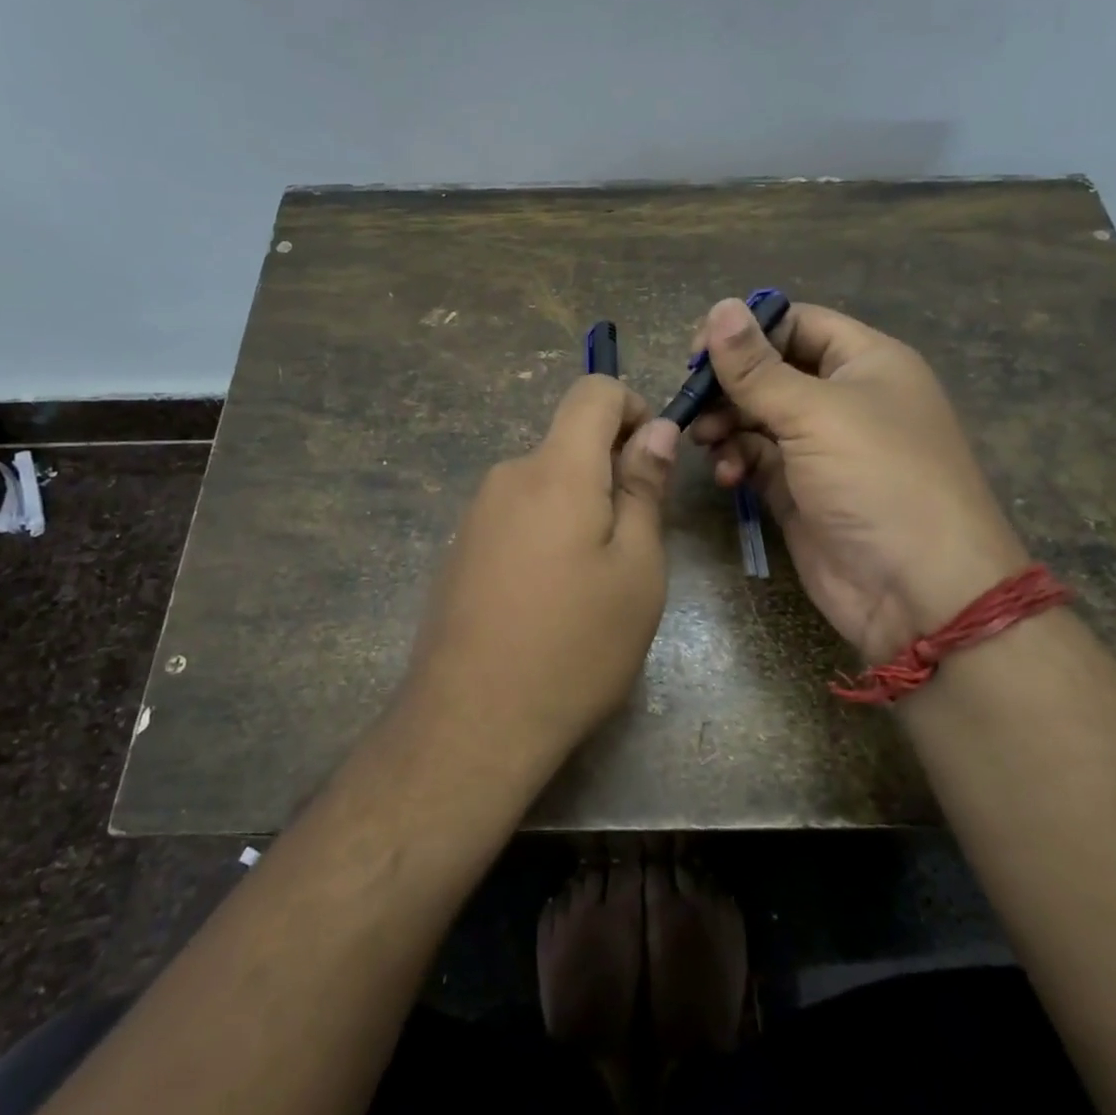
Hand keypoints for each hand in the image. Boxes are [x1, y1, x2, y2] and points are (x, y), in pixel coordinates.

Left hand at [405, 376, 679, 774]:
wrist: (471, 723)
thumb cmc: (575, 645)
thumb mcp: (636, 569)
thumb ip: (644, 488)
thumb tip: (654, 429)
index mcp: (556, 470)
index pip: (592, 392)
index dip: (633, 407)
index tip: (653, 459)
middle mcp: (508, 476)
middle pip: (569, 441)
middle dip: (611, 471)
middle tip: (635, 543)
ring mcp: (477, 513)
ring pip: (545, 482)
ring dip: (580, 508)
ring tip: (594, 583)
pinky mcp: (461, 548)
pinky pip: (518, 515)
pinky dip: (547, 532)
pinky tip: (550, 599)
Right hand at [690, 298, 1028, 663]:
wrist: (919, 591)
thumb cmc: (876, 479)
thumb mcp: (815, 413)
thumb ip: (758, 367)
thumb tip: (720, 307)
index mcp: (865, 363)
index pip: (797, 323)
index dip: (747, 330)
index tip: (698, 352)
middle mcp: (844, 399)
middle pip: (771, 371)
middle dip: (728, 383)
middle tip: (690, 400)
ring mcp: (821, 448)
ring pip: (758, 417)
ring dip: (726, 423)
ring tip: (703, 439)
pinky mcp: (800, 490)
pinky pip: (757, 459)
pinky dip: (736, 460)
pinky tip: (726, 474)